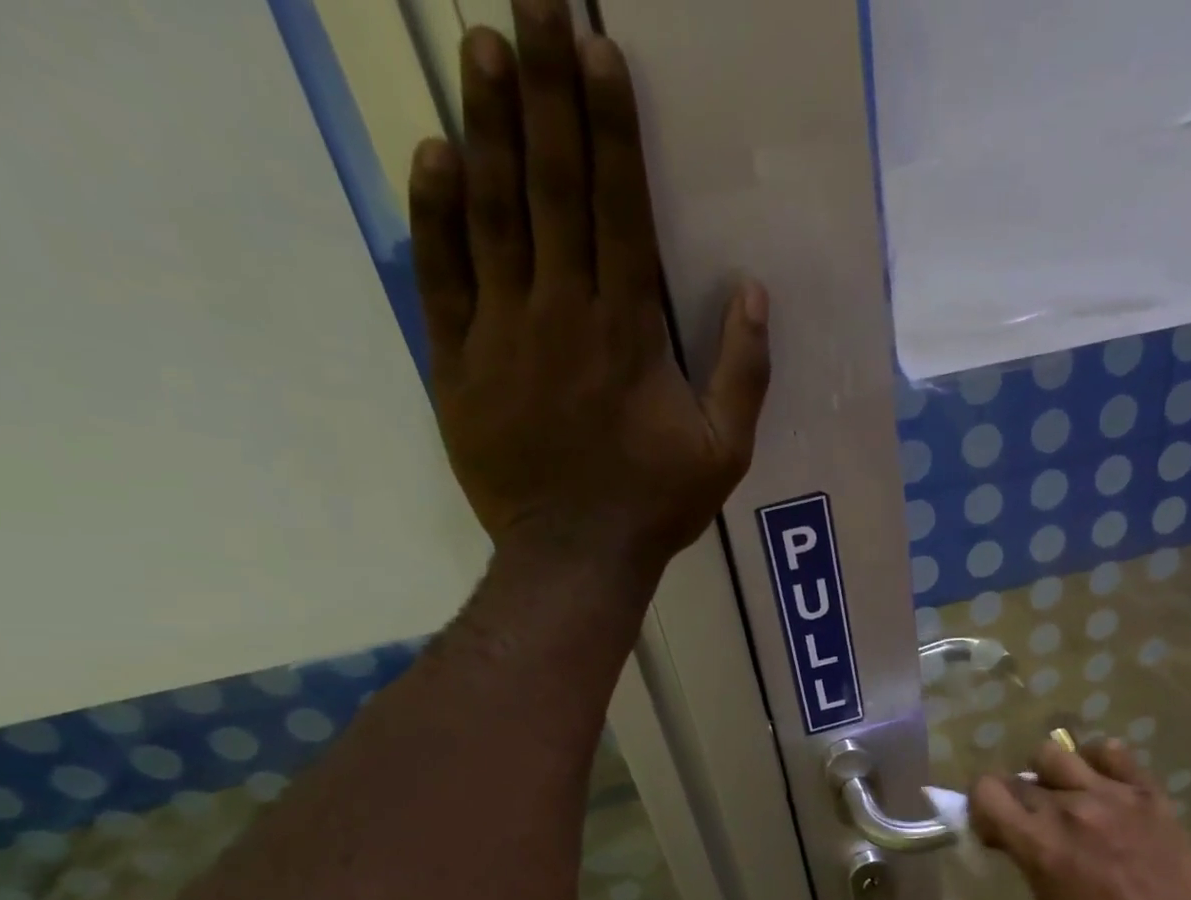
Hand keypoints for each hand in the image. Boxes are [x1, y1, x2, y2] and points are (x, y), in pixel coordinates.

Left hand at [407, 0, 770, 577]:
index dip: (610, 126)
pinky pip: (441, 275)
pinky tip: (434, 153)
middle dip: (543, 87)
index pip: (619, 208)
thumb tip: (756, 294)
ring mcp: (504, 333)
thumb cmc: (655, 505)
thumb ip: (744, 374)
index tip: (597, 48)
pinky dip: (435, 212)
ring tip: (479, 43)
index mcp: (629, 332)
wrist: (574, 556)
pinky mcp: (459, 362)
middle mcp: (564, 313)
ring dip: (486, 124)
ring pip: (493, 212)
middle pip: (552, 185)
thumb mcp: (724, 452)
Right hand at [970, 739, 1190, 899]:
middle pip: (1019, 779)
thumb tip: (1010, 831)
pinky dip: (1097, 762)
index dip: (982, 804)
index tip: (995, 824)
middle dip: (1017, 800)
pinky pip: (1110, 752)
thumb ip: (1026, 856)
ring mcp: (1109, 794)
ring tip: (1066, 795)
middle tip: (1034, 822)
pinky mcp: (1145, 790)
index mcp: (1039, 843)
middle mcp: (1068, 809)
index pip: (986, 790)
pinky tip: (1102, 785)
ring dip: (1050, 775)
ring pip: (1055, 754)